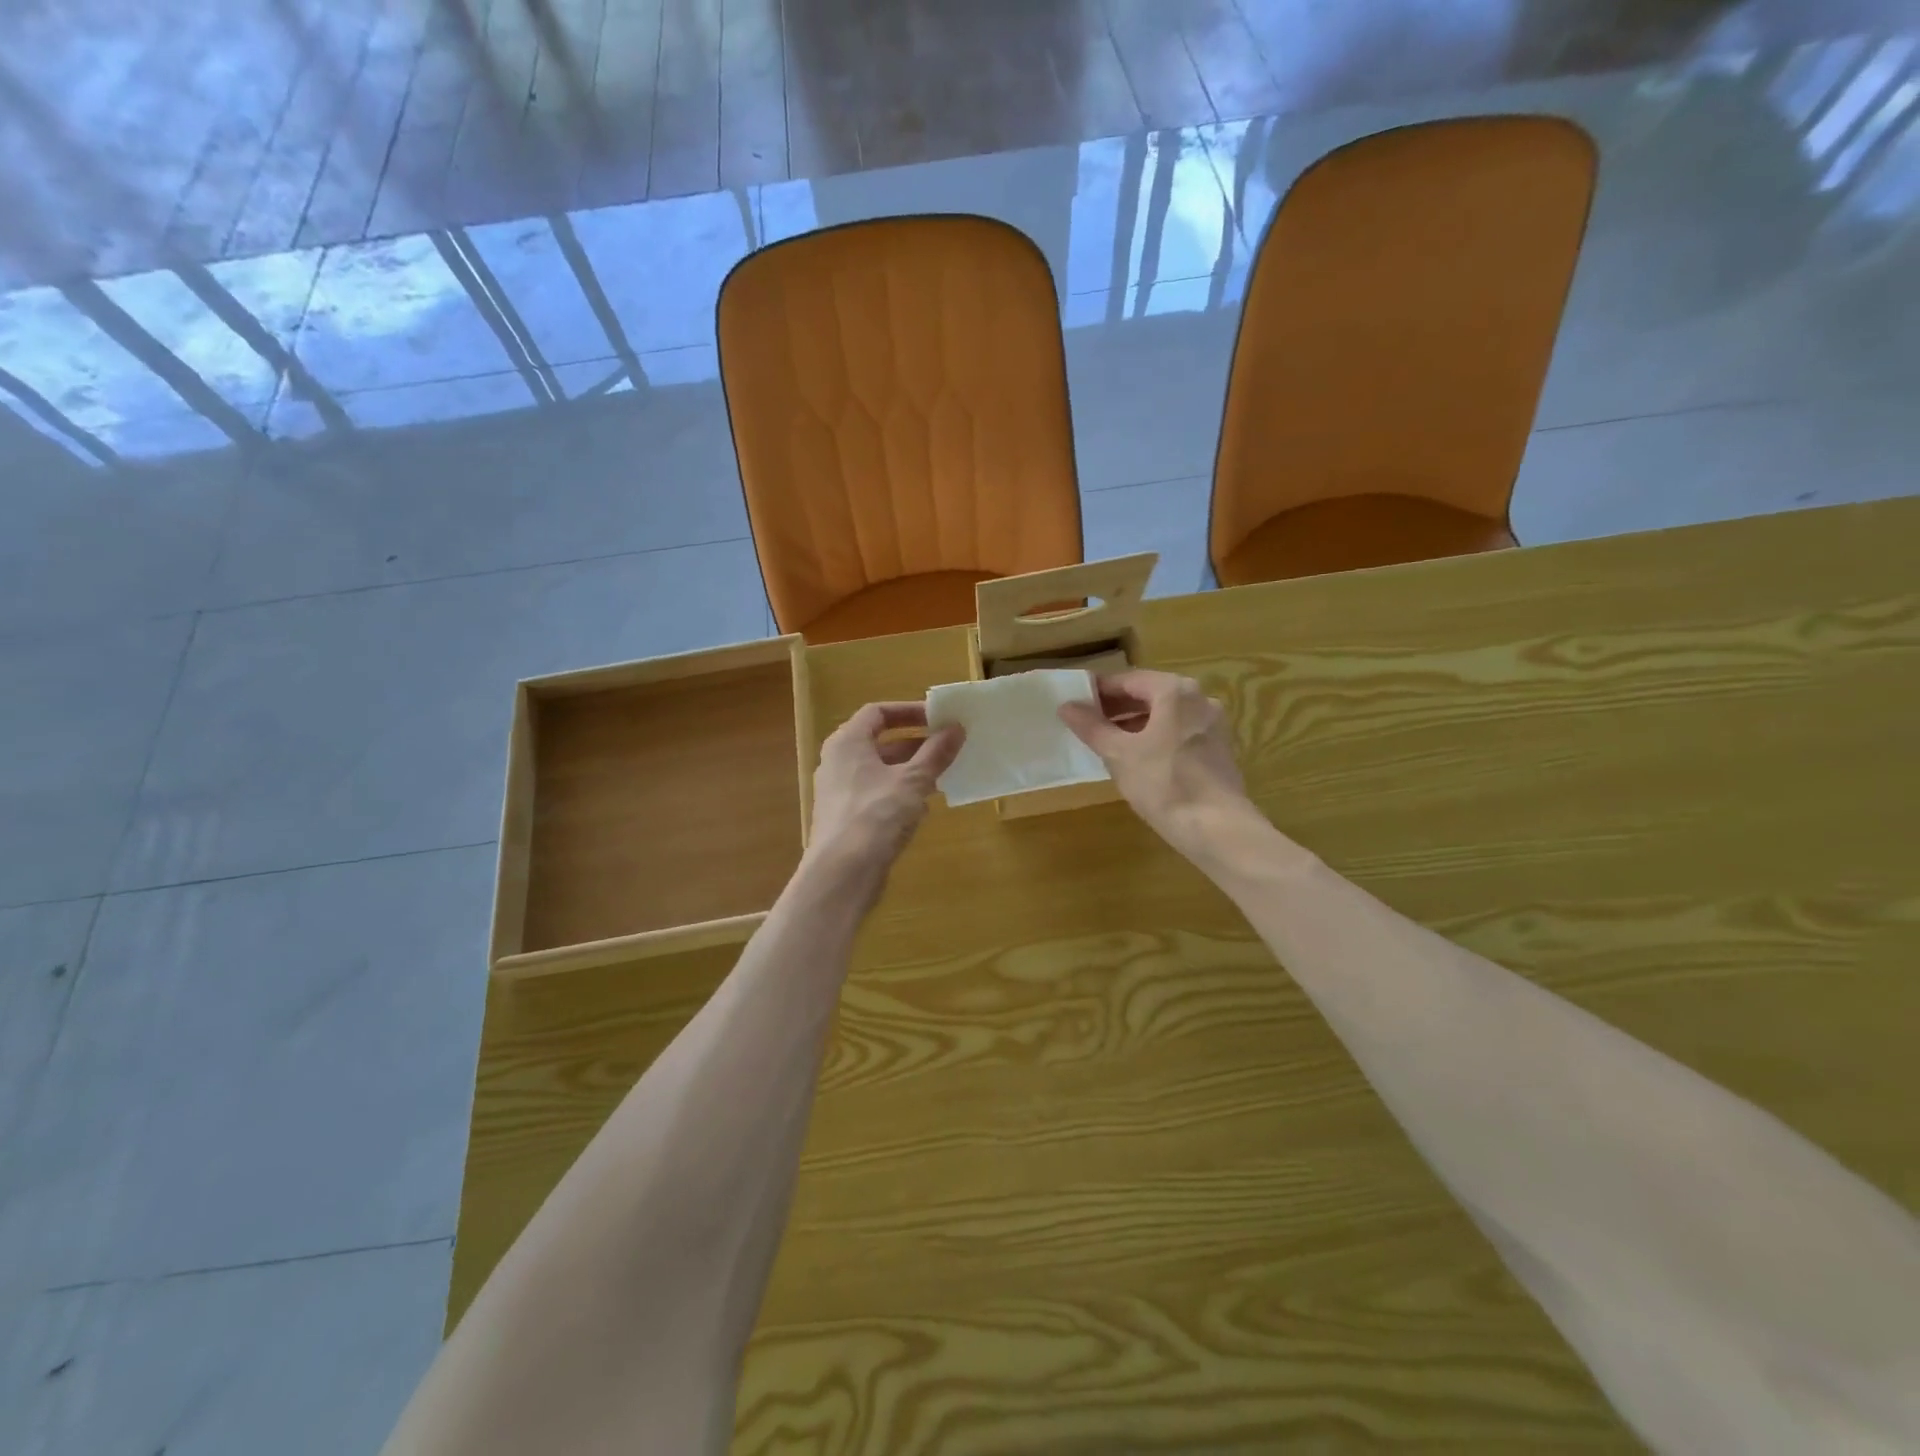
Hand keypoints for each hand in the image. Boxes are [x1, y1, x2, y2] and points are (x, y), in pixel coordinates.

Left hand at [806, 703, 963, 880]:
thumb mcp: (913, 781)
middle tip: (948, 748)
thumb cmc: (875, 816)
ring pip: (881, 771)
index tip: (938, 719)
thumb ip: (935, 753)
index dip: (909, 711)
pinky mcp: (847, 819)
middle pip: (880, 742)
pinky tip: (924, 808)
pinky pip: (877, 796)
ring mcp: (840, 792)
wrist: (842, 875)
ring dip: (912, 771)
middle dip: (916, 744)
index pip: (877, 712)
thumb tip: (956, 727)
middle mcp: (838, 762)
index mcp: (847, 743)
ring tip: (943, 776)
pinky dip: (900, 795)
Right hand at [1058, 670, 1252, 860]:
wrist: (1217, 827)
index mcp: (1174, 691)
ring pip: (1165, 715)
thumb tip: (1066, 706)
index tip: (1075, 702)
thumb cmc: (1163, 784)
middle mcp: (1198, 698)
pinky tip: (1137, 758)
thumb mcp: (1119, 754)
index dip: (1099, 691)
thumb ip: (1092, 727)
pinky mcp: (1218, 748)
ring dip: (1135, 723)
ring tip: (1107, 741)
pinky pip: (1179, 732)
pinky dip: (1156, 737)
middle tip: (1087, 722)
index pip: (1128, 680)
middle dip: (1117, 707)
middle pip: (1149, 695)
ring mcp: (1212, 724)